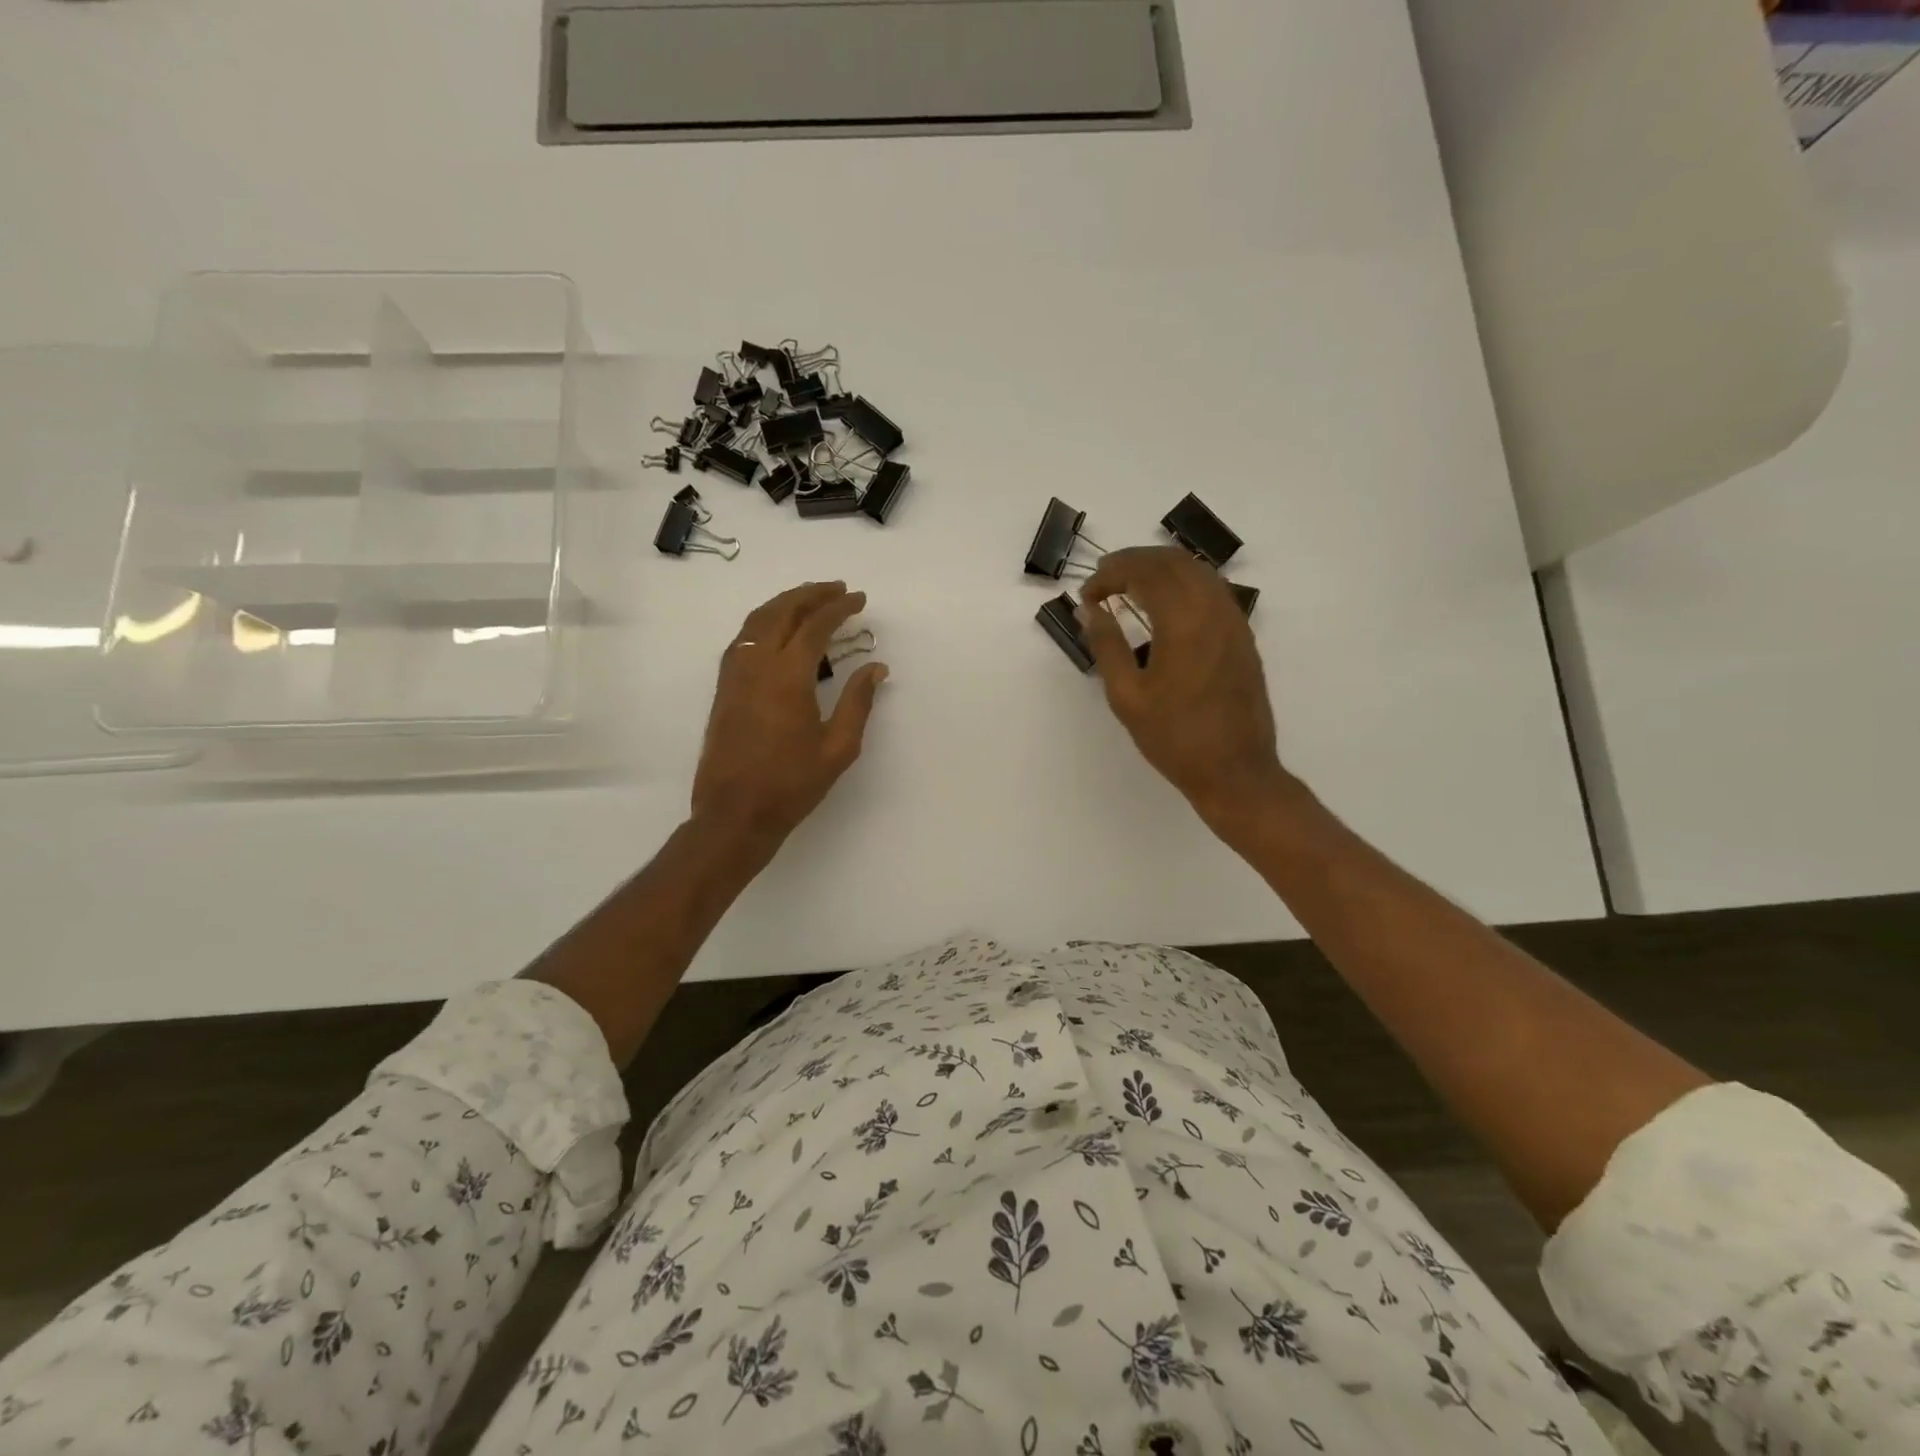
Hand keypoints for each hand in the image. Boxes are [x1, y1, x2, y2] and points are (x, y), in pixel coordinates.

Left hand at [691, 581, 887, 845]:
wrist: (735, 812)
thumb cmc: (792, 784)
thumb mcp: (838, 748)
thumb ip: (858, 702)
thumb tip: (876, 667)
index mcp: (788, 676)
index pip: (815, 625)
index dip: (839, 608)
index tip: (859, 599)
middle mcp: (757, 664)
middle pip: (782, 611)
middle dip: (810, 594)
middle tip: (836, 588)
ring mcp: (735, 674)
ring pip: (757, 620)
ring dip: (785, 603)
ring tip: (810, 600)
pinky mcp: (724, 687)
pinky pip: (744, 637)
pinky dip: (764, 621)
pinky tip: (778, 630)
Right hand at [1079, 547, 1294, 829]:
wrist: (1235, 771)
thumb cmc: (1174, 738)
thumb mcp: (1127, 696)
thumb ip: (1107, 646)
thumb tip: (1090, 610)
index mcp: (1183, 622)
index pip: (1144, 572)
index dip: (1110, 574)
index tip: (1087, 595)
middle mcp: (1213, 610)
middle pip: (1173, 561)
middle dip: (1134, 562)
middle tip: (1103, 580)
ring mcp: (1234, 621)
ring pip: (1197, 571)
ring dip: (1160, 569)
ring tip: (1129, 586)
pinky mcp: (1242, 636)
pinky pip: (1212, 590)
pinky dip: (1183, 584)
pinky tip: (1164, 605)